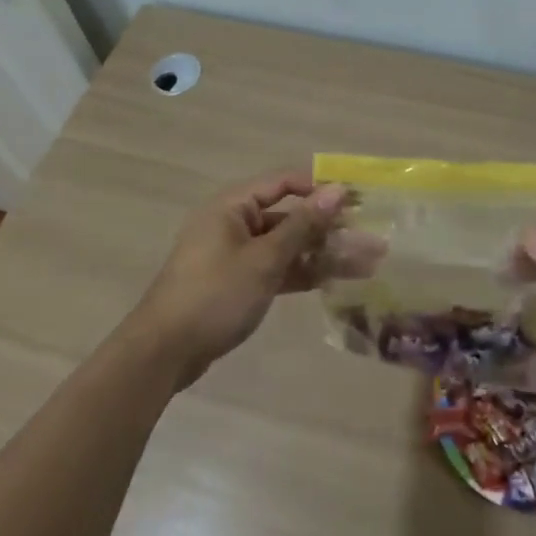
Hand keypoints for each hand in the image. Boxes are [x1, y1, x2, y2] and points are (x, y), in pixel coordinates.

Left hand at [130, 169, 347, 385]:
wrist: (164, 353)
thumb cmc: (215, 294)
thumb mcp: (264, 259)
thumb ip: (303, 225)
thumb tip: (337, 190)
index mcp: (233, 206)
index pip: (284, 182)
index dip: (320, 188)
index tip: (357, 199)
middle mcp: (235, 223)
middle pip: (289, 216)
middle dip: (329, 227)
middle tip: (370, 237)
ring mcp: (236, 255)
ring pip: (287, 246)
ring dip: (322, 253)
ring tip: (365, 263)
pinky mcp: (239, 283)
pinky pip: (277, 269)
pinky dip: (303, 273)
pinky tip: (336, 280)